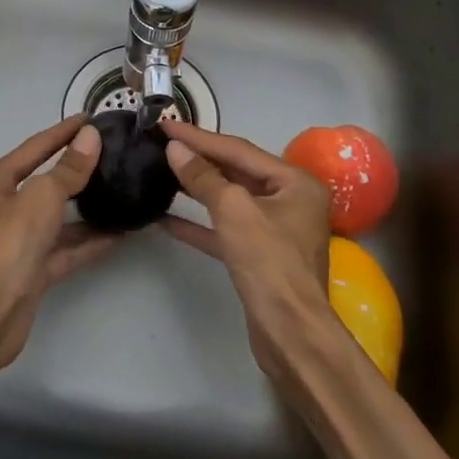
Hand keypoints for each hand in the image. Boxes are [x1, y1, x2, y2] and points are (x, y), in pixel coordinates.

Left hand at [0, 115, 114, 375]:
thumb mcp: (41, 196)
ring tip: (120, 192)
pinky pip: (66, 250)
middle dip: (76, 171)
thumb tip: (90, 137)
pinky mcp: (33, 272)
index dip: (61, 133)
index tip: (90, 119)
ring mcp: (18, 243)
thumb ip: (68, 168)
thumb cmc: (9, 242)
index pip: (32, 149)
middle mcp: (2, 211)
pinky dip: (89, 242)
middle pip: (44, 184)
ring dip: (86, 209)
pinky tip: (119, 233)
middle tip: (110, 155)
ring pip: (57, 219)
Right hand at [159, 120, 334, 383]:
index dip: (200, 137)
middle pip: (237, 172)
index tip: (166, 124)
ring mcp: (276, 230)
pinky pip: (225, 230)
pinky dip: (199, 224)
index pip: (240, 150)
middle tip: (163, 143)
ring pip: (230, 200)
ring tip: (162, 172)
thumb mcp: (234, 211)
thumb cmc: (269, 263)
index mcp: (295, 182)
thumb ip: (203, 177)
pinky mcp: (259, 256)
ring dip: (197, 189)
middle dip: (199, 159)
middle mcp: (290, 200)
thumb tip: (175, 148)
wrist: (290, 334)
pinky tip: (166, 219)